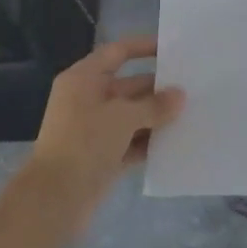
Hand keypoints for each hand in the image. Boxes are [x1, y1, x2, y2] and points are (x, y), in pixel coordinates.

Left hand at [26, 37, 183, 229]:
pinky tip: (176, 142)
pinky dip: (149, 142)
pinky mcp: (101, 157)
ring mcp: (94, 130)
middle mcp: (88, 99)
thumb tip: (179, 95)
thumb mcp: (122, 117)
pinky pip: (131, 142)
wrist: (54, 201)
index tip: (173, 48)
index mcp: (84, 79)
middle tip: (192, 87)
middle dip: (158, 88)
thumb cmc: (85, 143)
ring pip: (132, 116)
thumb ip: (154, 105)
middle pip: (128, 85)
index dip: (144, 47)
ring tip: (191, 113)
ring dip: (157, 116)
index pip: (118, 52)